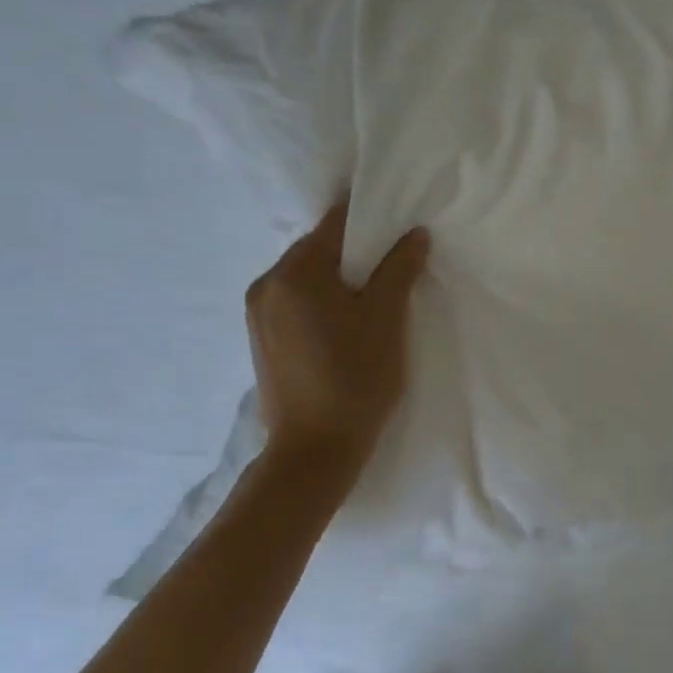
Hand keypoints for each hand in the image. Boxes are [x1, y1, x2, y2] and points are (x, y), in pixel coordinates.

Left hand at [244, 197, 428, 461]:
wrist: (315, 451)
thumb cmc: (355, 378)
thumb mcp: (387, 318)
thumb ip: (399, 269)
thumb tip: (414, 233)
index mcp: (294, 273)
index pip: (335, 224)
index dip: (372, 221)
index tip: (401, 228)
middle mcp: (266, 285)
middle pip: (319, 250)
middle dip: (358, 254)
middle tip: (396, 268)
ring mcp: (258, 315)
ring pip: (308, 279)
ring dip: (342, 280)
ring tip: (376, 299)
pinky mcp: (263, 341)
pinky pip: (298, 303)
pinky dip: (325, 302)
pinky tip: (350, 325)